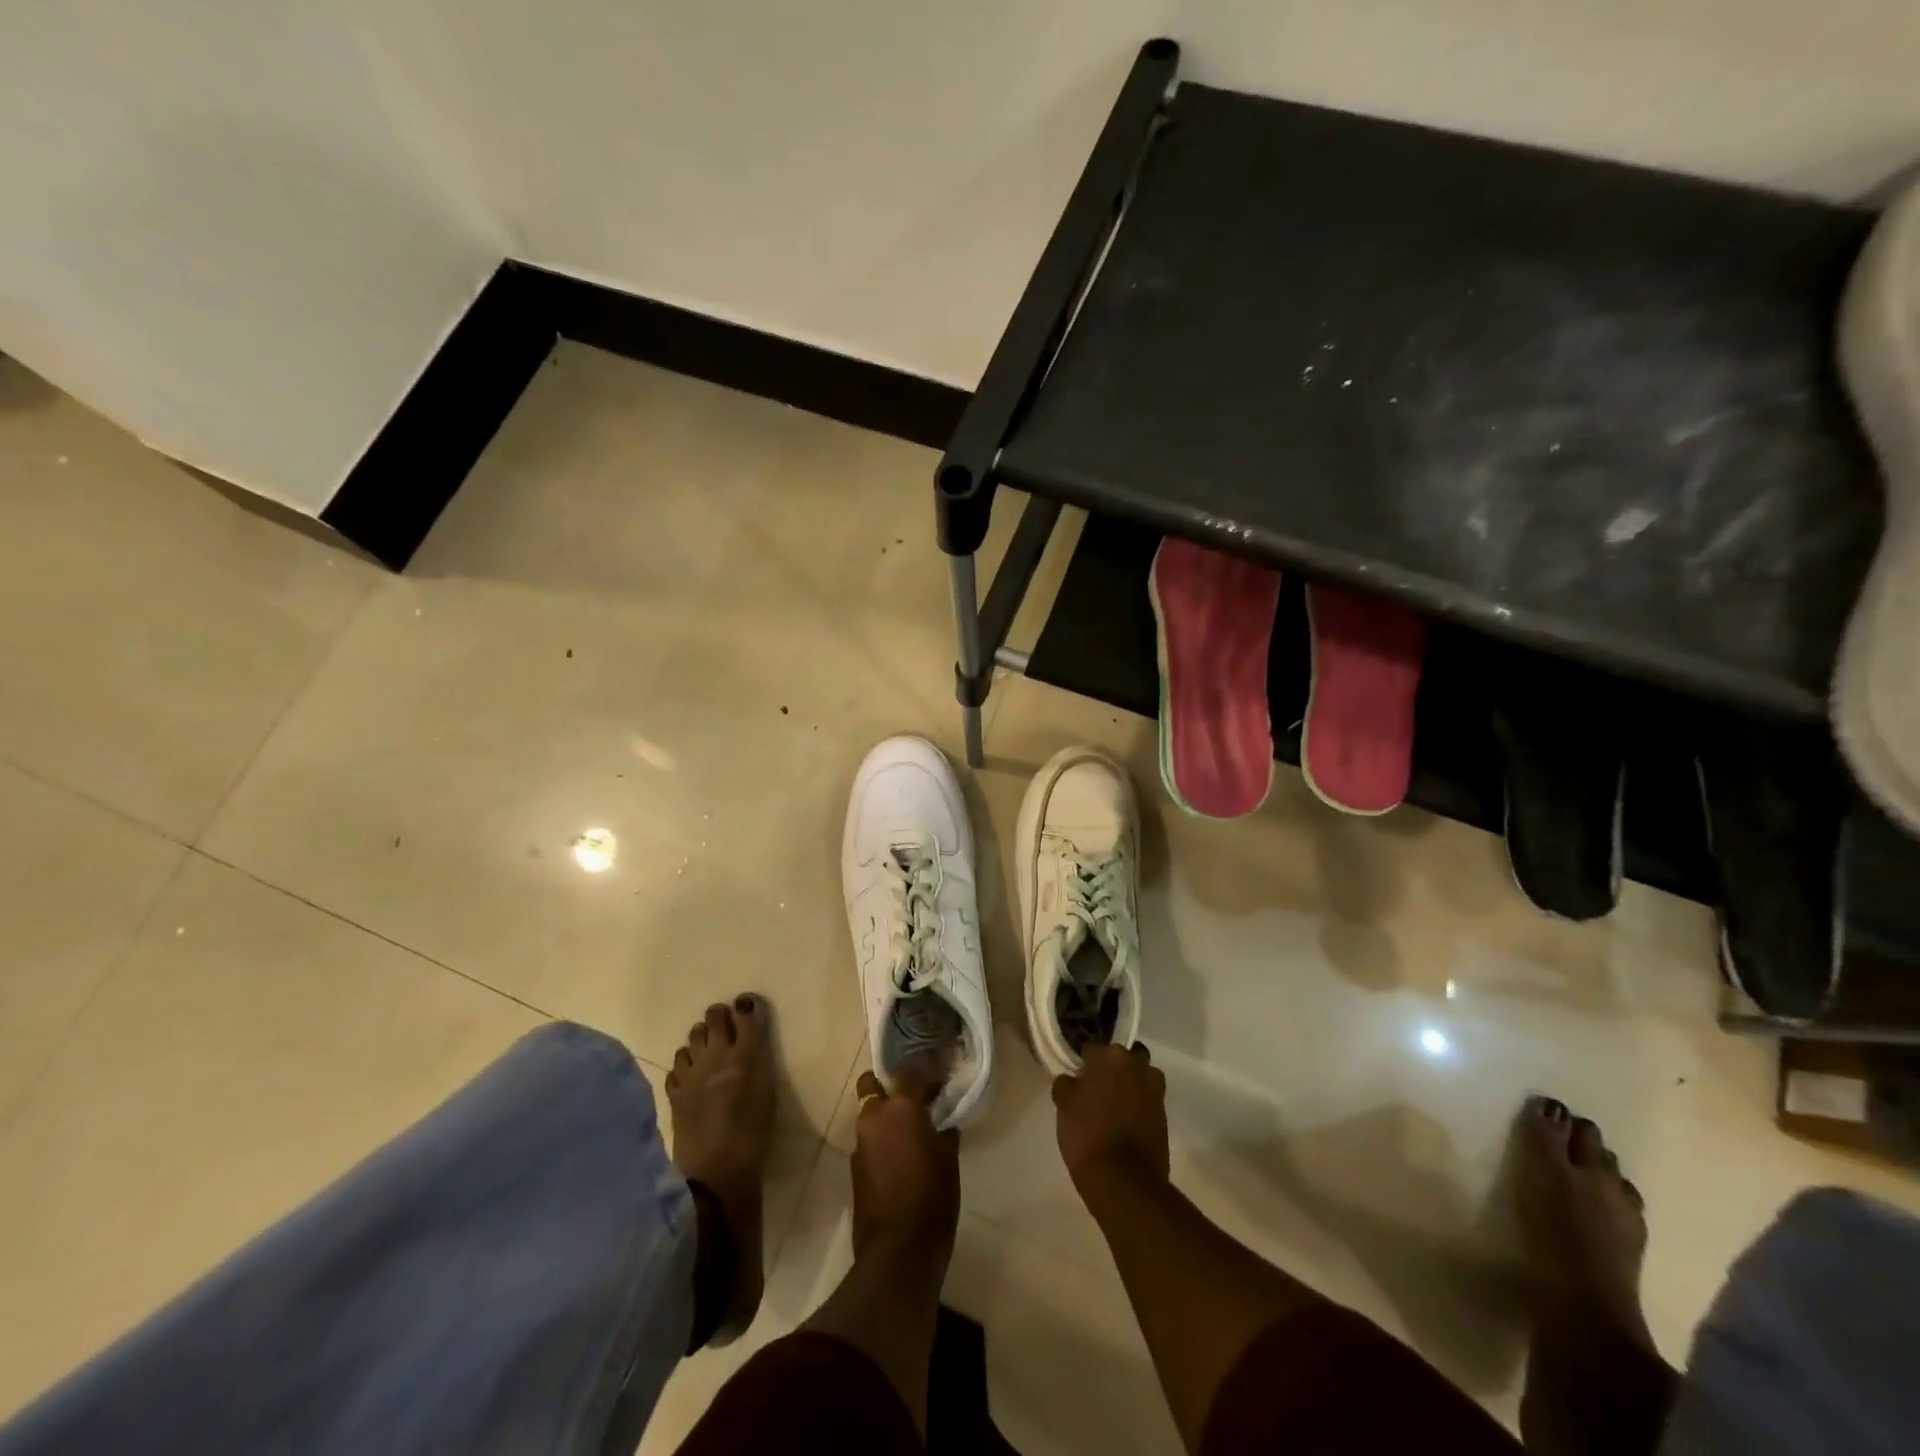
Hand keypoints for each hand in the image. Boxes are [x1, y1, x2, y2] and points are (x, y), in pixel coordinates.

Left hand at [851, 1070, 959, 1258]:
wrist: (898, 1251)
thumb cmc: (932, 1198)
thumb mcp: (948, 1160)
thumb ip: (944, 1132)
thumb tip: (943, 1123)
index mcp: (900, 1108)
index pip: (909, 1072)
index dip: (924, 1071)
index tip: (938, 1077)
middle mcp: (874, 1117)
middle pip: (873, 1085)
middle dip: (888, 1086)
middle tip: (912, 1098)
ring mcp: (860, 1142)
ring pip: (869, 1113)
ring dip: (885, 1115)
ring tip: (909, 1129)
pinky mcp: (855, 1167)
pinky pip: (869, 1140)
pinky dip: (881, 1140)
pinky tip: (899, 1156)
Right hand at [1053, 1043, 1168, 1191]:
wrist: (1124, 1180)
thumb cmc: (1087, 1134)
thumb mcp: (1064, 1106)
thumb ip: (1066, 1084)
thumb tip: (1071, 1079)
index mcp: (1109, 1056)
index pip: (1092, 1047)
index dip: (1082, 1061)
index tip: (1076, 1073)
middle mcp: (1136, 1064)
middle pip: (1121, 1057)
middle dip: (1112, 1067)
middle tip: (1096, 1086)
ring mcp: (1154, 1088)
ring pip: (1139, 1075)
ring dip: (1129, 1083)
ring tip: (1113, 1103)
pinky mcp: (1164, 1113)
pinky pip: (1147, 1098)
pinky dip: (1138, 1104)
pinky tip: (1124, 1120)